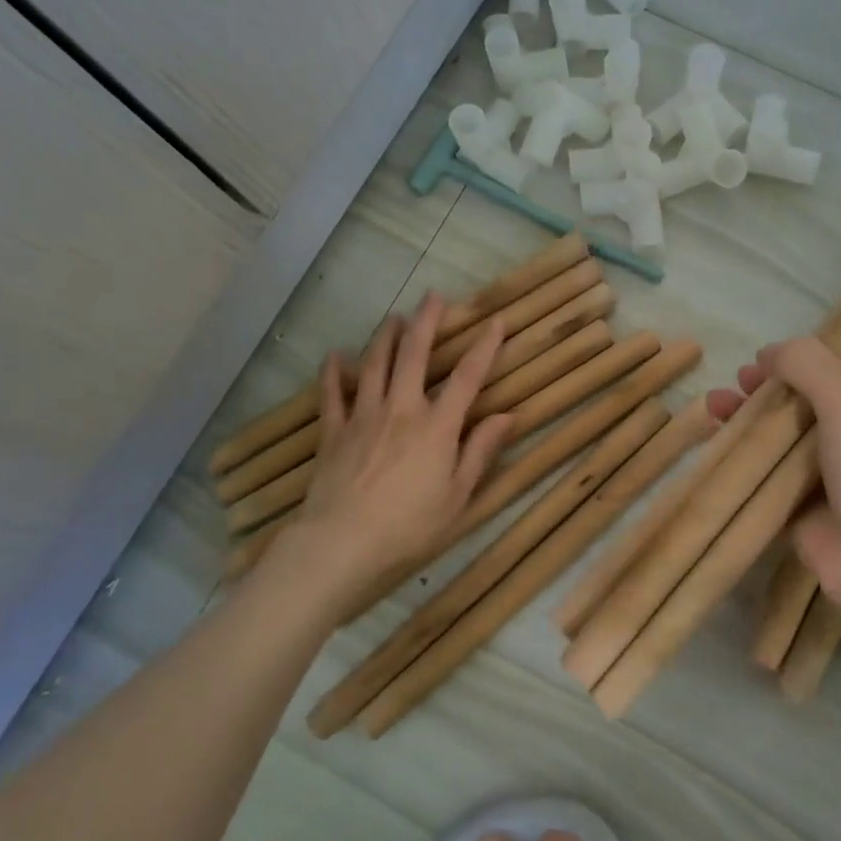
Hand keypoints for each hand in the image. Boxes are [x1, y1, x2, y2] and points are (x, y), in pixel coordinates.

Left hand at [290, 294, 511, 599]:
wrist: (343, 543)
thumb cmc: (410, 526)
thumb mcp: (459, 496)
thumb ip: (481, 451)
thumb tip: (508, 416)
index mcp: (437, 426)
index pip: (467, 377)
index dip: (485, 347)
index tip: (497, 322)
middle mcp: (401, 409)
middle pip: (414, 355)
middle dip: (426, 322)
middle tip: (433, 296)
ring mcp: (363, 416)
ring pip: (374, 364)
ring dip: (384, 337)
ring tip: (393, 317)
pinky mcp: (334, 431)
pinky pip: (332, 394)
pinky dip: (333, 372)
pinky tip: (335, 356)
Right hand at [707, 336, 840, 624]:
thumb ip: (808, 366)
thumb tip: (768, 352)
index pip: (828, 377)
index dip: (791, 366)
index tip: (756, 365)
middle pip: (796, 407)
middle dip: (760, 394)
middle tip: (730, 391)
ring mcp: (824, 478)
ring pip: (776, 441)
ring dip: (744, 423)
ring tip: (710, 410)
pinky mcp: (798, 508)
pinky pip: (763, 476)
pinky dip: (739, 461)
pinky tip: (712, 448)